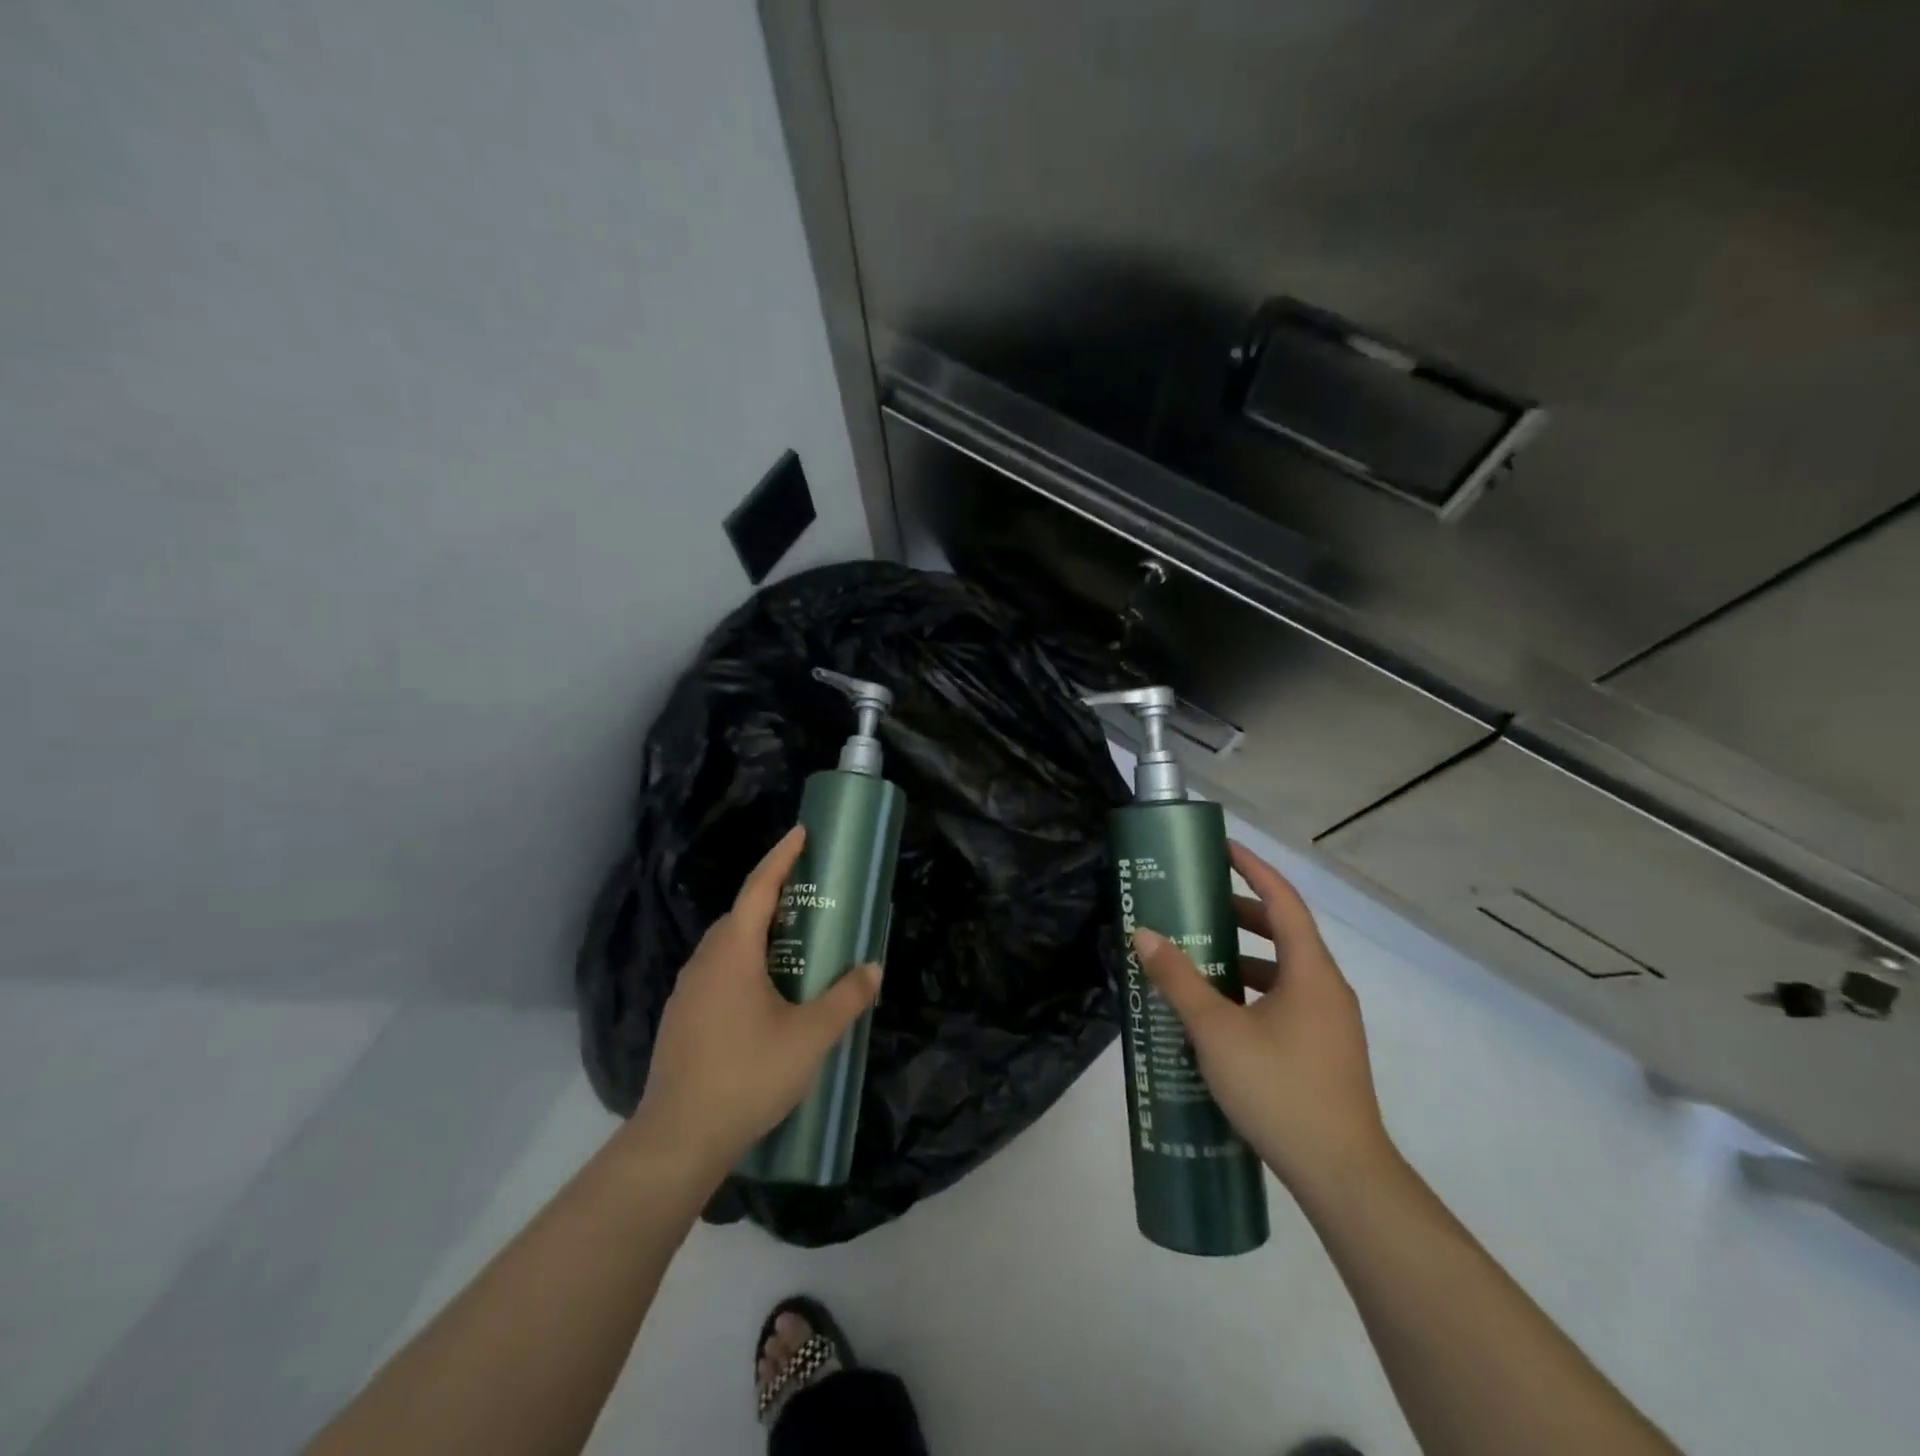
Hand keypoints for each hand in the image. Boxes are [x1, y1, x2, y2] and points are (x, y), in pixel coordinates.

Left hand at [632, 826, 880, 1181]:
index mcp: (733, 952)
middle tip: (810, 900)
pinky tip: (765, 997)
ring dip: (759, 936)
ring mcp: (687, 990)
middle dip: (775, 898)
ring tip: (794, 948)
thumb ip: (845, 998)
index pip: (759, 888)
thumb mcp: (810, 1036)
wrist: (679, 1138)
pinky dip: (744, 965)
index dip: (782, 857)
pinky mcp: (682, 1018)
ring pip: (727, 947)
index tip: (801, 833)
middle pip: (741, 915)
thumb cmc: (749, 1074)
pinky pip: (718, 973)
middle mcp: (705, 961)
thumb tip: (872, 968)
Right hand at [1133, 841, 1390, 1193]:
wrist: (1343, 1175)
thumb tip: (1145, 934)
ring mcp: (1330, 1022)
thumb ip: (1179, 980)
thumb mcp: (1218, 1030)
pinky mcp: (1324, 1051)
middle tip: (1197, 903)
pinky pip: (1286, 1000)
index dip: (1254, 868)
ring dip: (1244, 956)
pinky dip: (1253, 989)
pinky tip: (1220, 1012)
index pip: (1283, 900)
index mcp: (1310, 971)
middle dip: (1241, 912)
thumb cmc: (1280, 1089)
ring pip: (1284, 970)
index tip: (1223, 848)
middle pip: (1284, 932)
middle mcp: (1327, 988)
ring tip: (1199, 956)